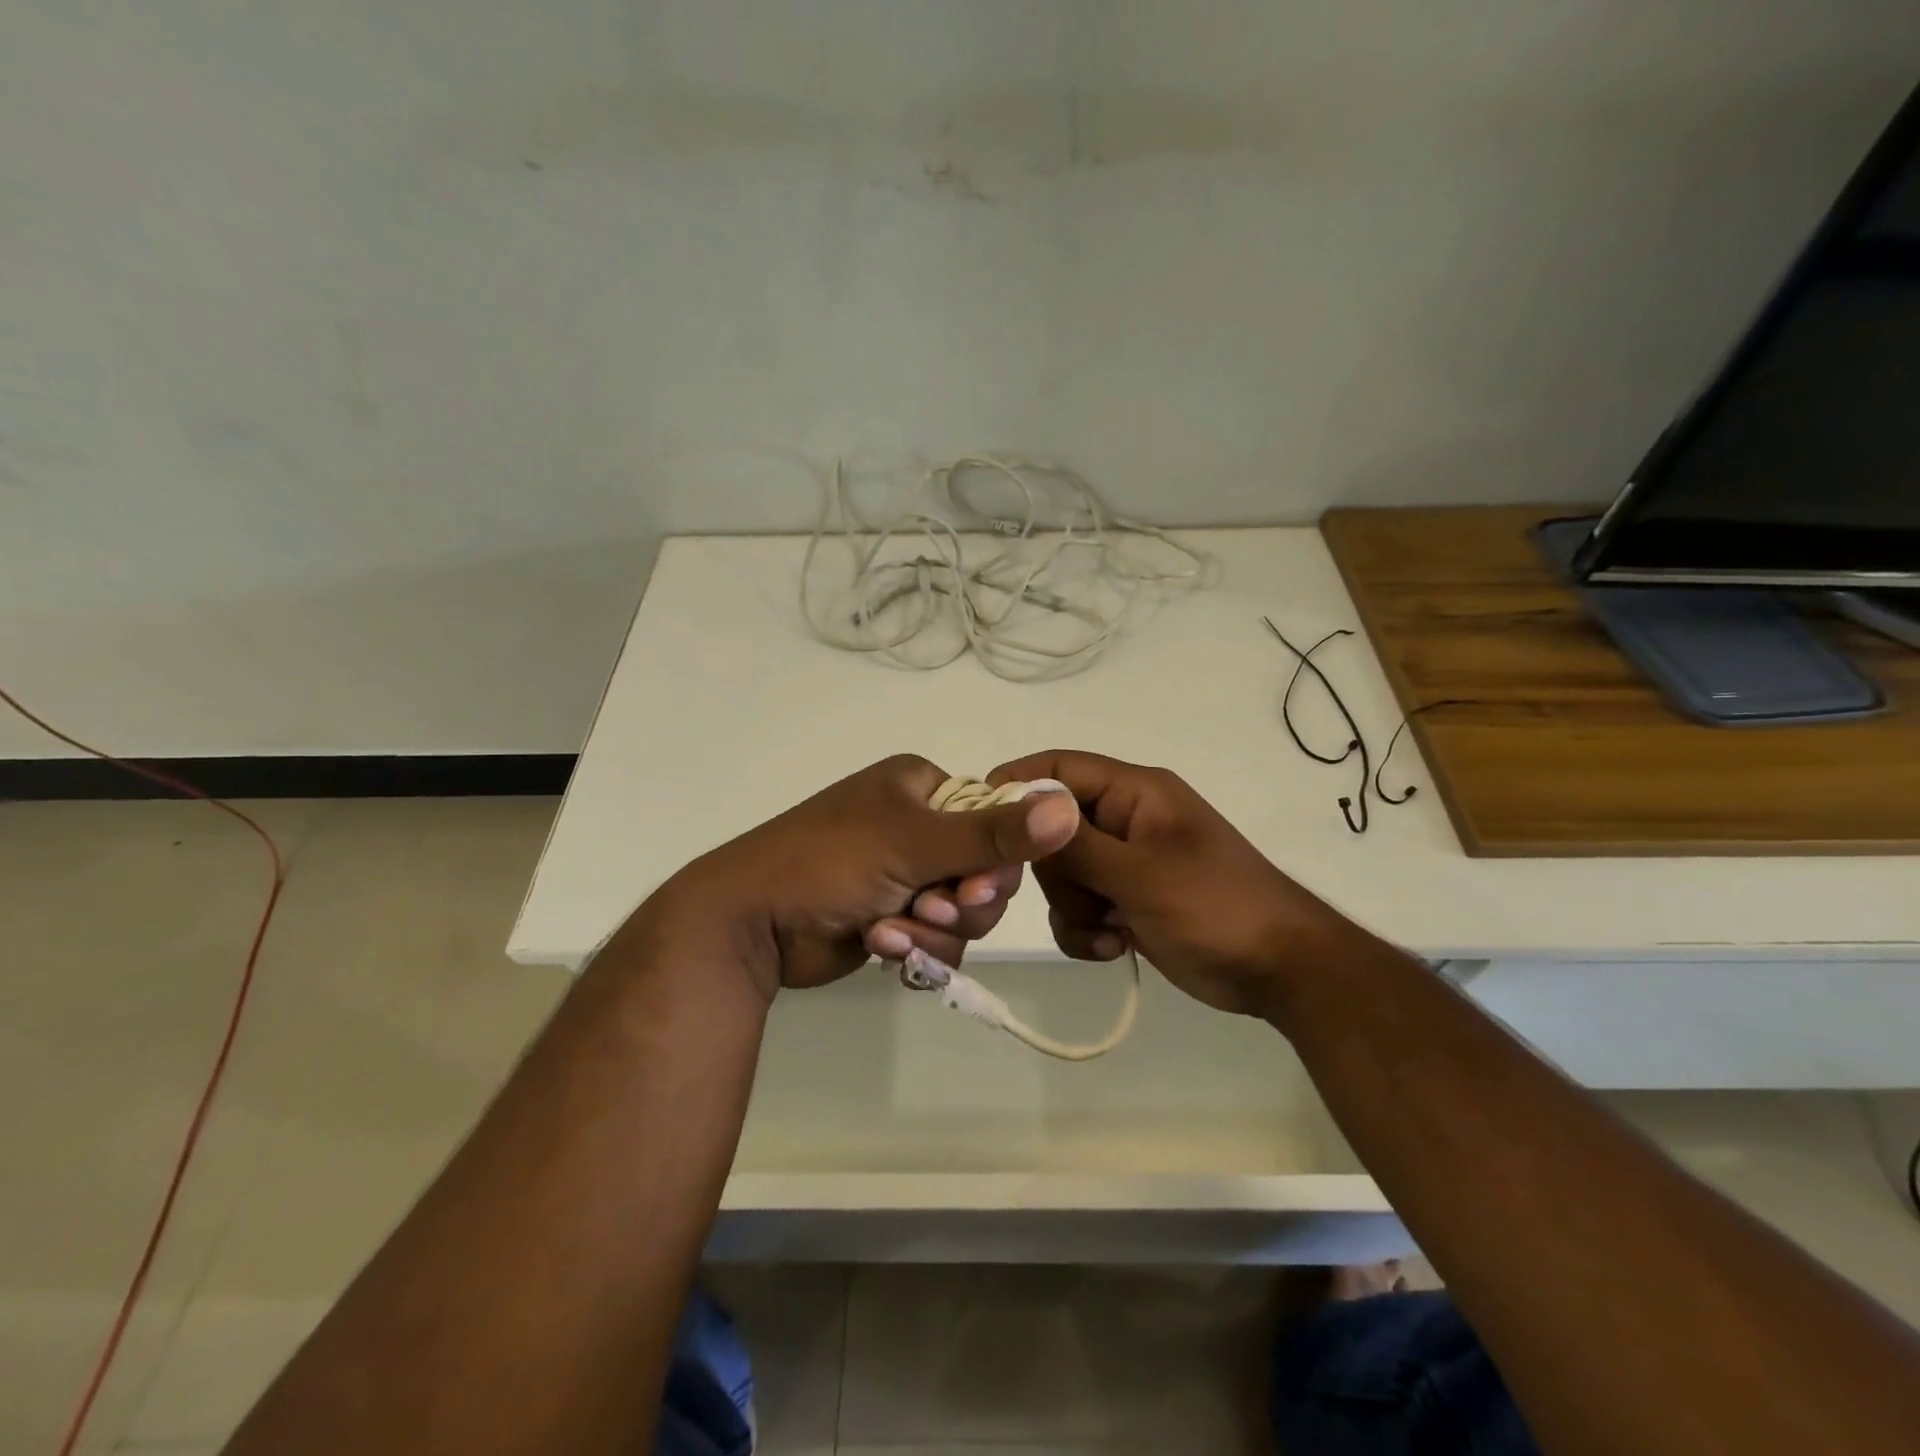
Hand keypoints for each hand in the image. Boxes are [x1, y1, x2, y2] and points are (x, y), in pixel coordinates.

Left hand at [626, 755, 1080, 1001]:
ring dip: (934, 931)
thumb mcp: (913, 844)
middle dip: (961, 903)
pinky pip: (936, 938)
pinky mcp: (893, 917)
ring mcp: (904, 874)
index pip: (996, 818)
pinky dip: (914, 949)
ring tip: (892, 933)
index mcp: (921, 788)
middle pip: (985, 871)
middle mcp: (917, 826)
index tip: (975, 887)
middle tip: (930, 911)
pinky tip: (879, 948)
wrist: (748, 923)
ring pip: (964, 912)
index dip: (998, 859)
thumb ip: (993, 834)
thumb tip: (1069, 807)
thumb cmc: (828, 863)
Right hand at [988, 749, 1351, 1017]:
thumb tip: (1022, 807)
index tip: (982, 823)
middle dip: (1056, 873)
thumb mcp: (1142, 874)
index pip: (1059, 767)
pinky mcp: (1124, 900)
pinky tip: (1114, 948)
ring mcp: (1123, 862)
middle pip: (1051, 829)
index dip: (1017, 785)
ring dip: (1073, 909)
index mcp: (1134, 793)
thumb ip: (1077, 844)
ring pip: (1061, 875)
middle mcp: (1123, 820)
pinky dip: (1085, 931)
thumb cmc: (1216, 907)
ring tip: (1110, 931)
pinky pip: (1078, 907)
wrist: (1278, 970)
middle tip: (1082, 899)